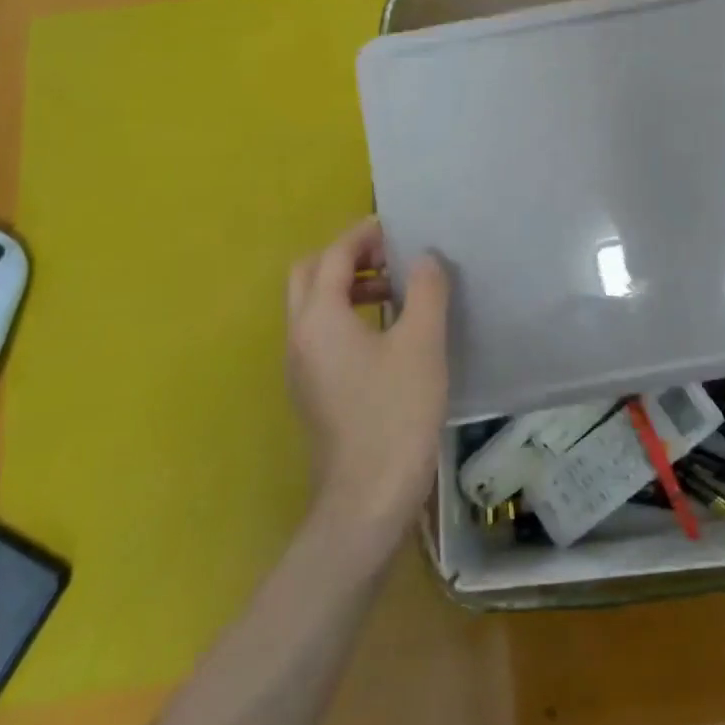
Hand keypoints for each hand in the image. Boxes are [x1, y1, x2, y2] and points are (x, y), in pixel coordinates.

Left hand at [286, 218, 450, 533]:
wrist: (368, 496)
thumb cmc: (396, 412)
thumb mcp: (422, 343)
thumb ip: (426, 290)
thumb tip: (425, 258)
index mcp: (319, 319)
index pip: (333, 257)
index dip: (363, 236)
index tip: (396, 228)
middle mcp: (298, 337)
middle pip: (309, 276)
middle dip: (346, 258)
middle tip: (389, 258)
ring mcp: (300, 368)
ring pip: (312, 307)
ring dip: (347, 287)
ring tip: (395, 292)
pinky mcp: (312, 392)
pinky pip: (321, 334)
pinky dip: (347, 316)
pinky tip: (387, 334)